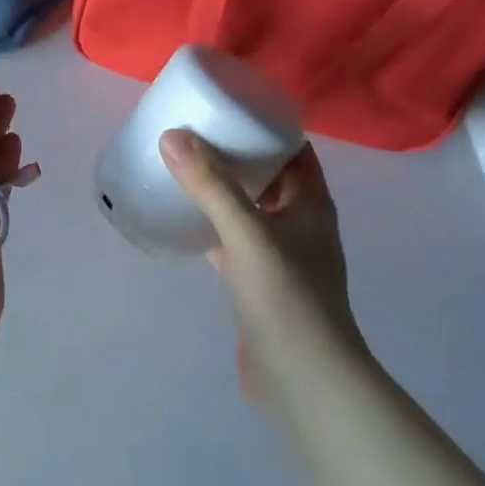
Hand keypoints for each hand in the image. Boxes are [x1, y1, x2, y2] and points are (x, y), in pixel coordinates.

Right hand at [160, 131, 372, 407]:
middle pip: (269, 177)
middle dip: (235, 155)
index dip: (265, 126)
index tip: (226, 108)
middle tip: (192, 135)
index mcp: (311, 203)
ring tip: (181, 170)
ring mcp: (280, 257)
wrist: (301, 377)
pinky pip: (232, 243)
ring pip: (248, 211)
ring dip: (221, 191)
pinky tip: (181, 222)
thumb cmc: (285, 298)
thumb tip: (173, 136)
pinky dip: (210, 229)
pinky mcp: (257, 284)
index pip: (294, 149)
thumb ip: (211, 185)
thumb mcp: (247, 233)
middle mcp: (300, 224)